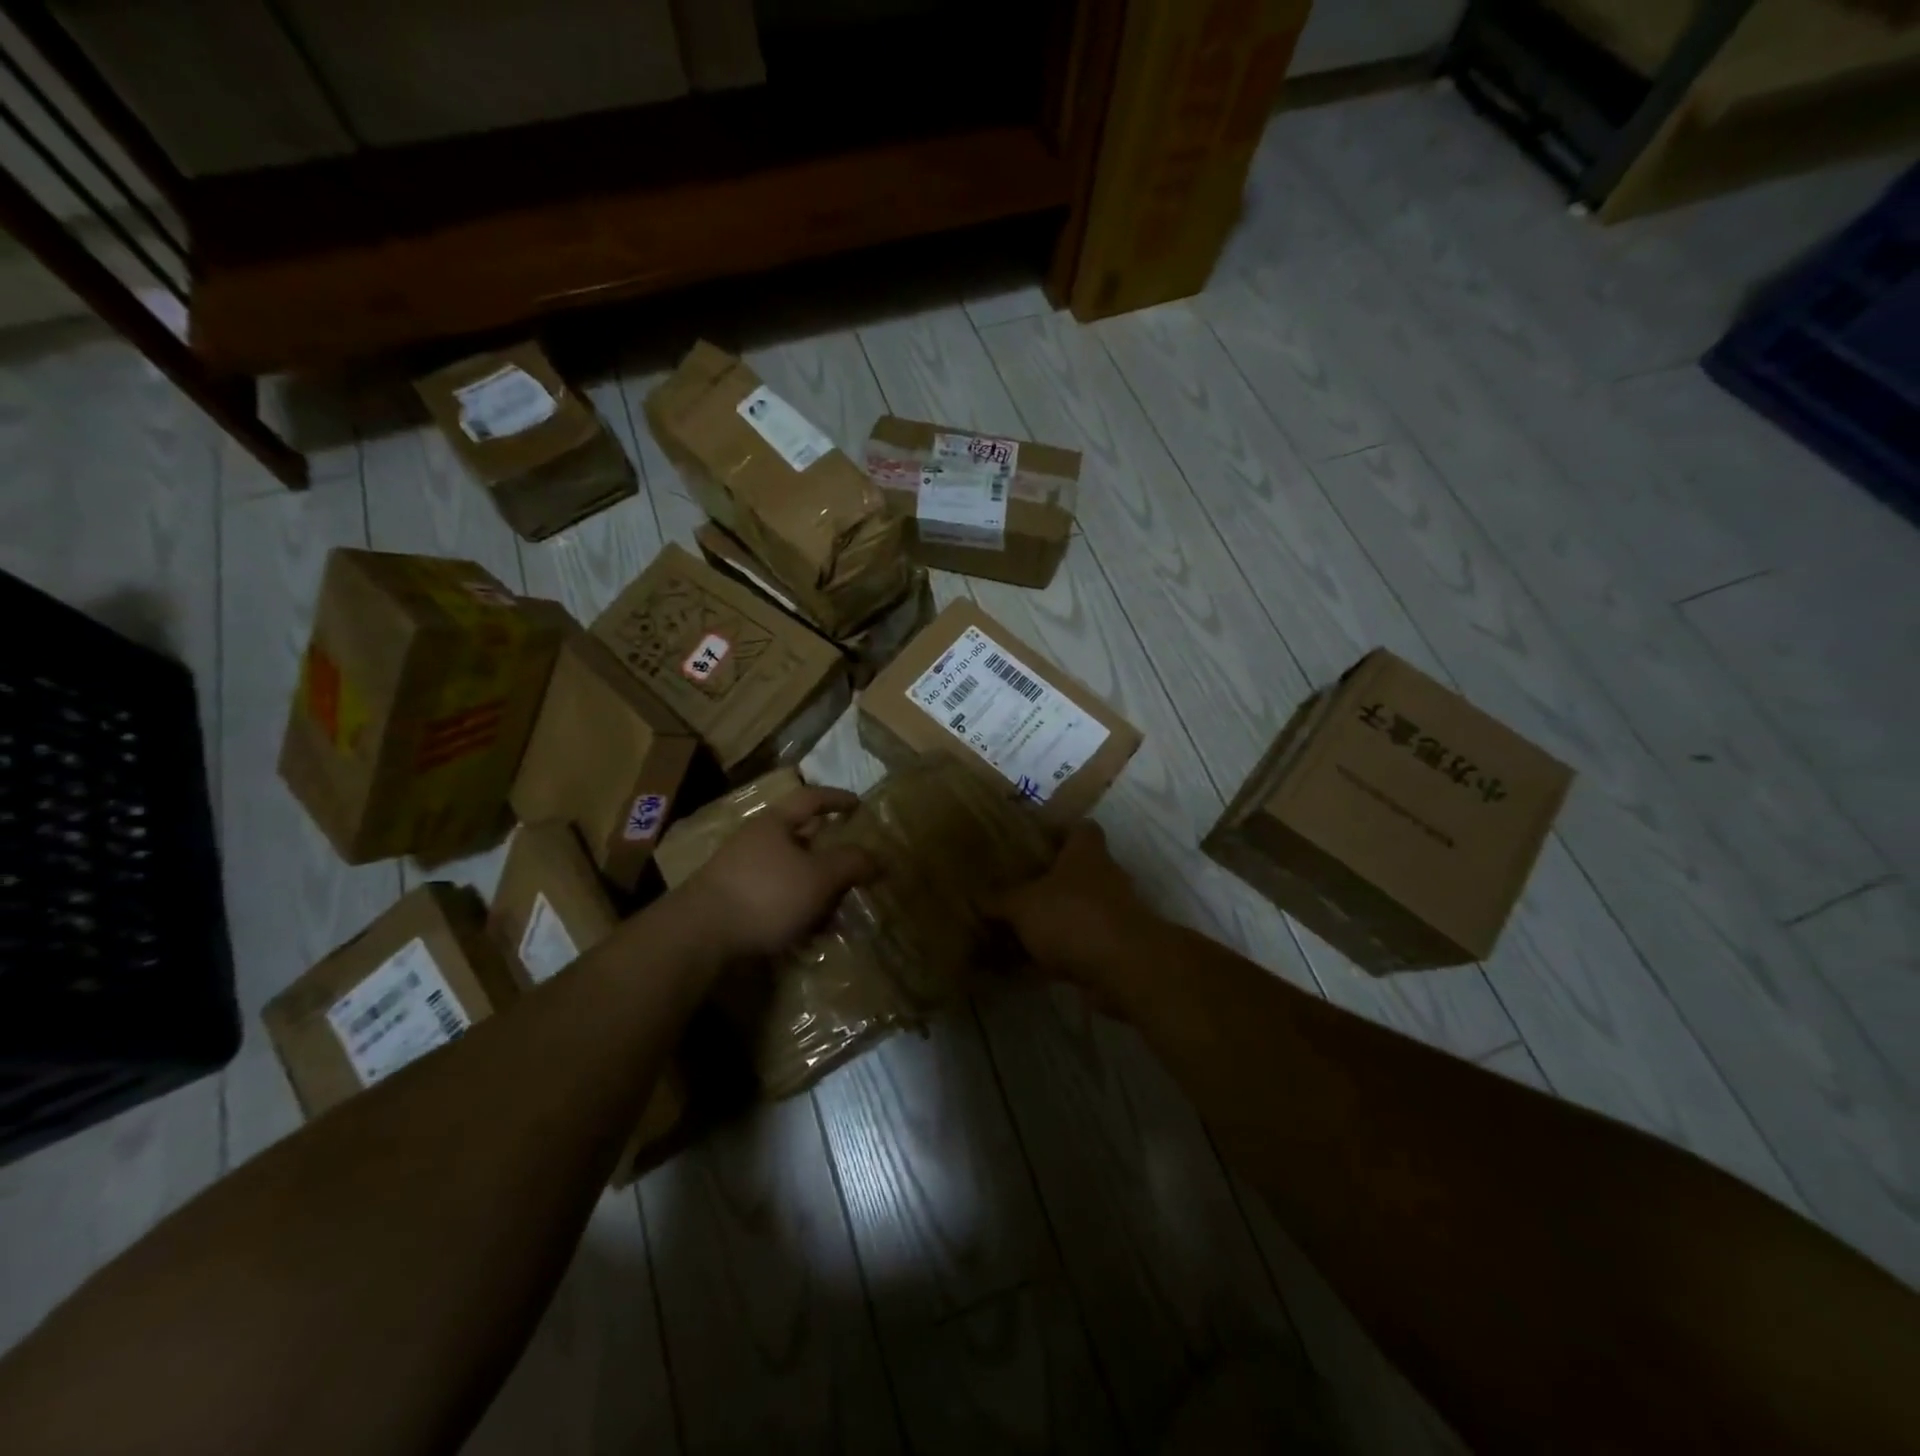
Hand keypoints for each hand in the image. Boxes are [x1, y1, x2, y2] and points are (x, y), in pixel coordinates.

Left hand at [681, 787, 878, 958]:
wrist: (699, 935)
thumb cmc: (766, 894)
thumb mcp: (819, 877)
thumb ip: (852, 863)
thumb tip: (880, 857)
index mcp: (775, 823)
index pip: (811, 799)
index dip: (837, 799)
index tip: (858, 805)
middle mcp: (755, 841)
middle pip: (800, 839)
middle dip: (828, 854)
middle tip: (853, 869)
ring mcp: (738, 871)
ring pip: (788, 872)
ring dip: (813, 888)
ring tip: (835, 910)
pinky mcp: (730, 901)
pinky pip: (773, 898)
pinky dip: (794, 909)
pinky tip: (806, 933)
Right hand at [988, 823, 1164, 1009]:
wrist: (1124, 967)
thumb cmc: (1072, 916)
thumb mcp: (1022, 905)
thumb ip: (999, 900)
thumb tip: (976, 896)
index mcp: (1086, 853)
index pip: (1080, 828)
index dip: (1058, 830)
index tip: (1033, 841)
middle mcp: (1105, 877)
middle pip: (1076, 871)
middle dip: (1047, 882)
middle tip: (1013, 890)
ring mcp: (1113, 914)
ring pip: (1076, 910)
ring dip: (1051, 921)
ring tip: (1014, 932)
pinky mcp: (1114, 949)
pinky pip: (1078, 945)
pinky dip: (1055, 954)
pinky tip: (1025, 968)